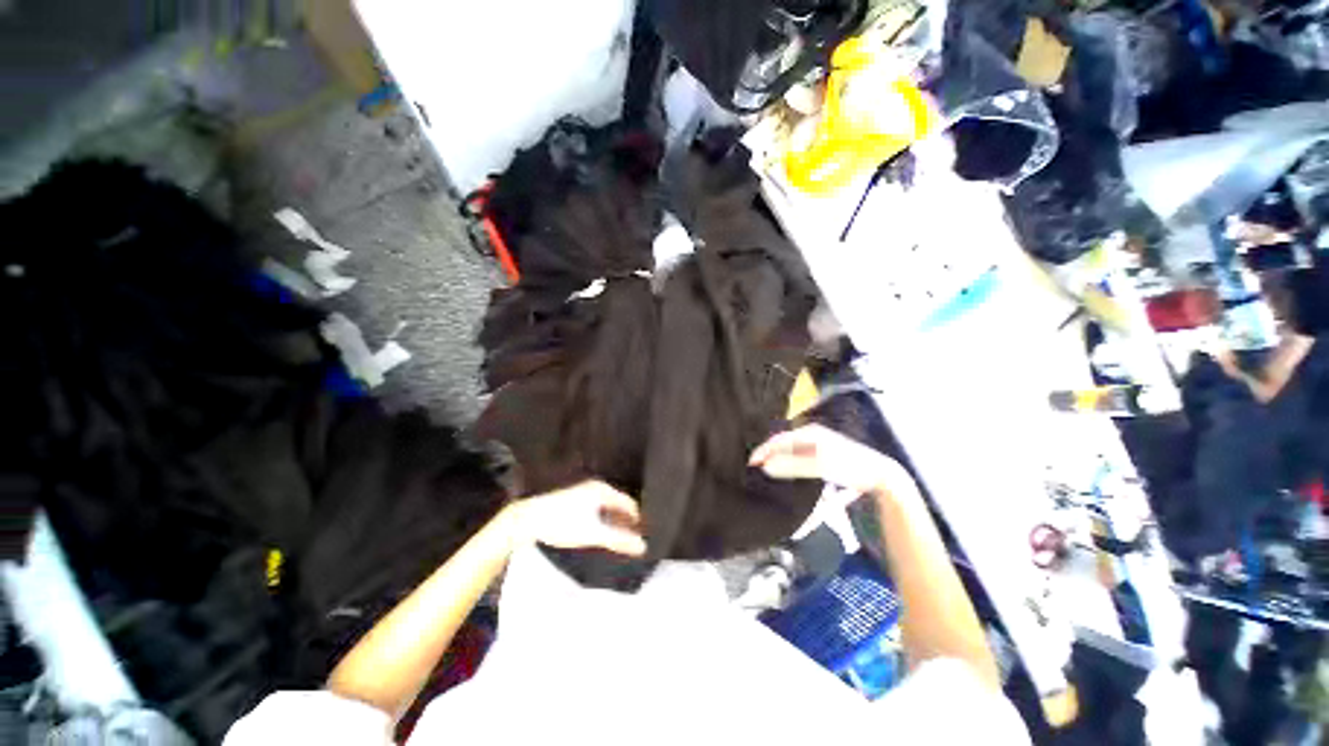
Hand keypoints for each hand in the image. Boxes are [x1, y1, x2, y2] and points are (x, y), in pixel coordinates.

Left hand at [509, 481, 647, 555]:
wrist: (527, 519)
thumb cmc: (562, 523)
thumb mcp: (593, 533)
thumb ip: (618, 540)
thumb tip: (642, 546)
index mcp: (603, 490)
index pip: (629, 503)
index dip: (637, 520)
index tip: (643, 536)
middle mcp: (595, 487)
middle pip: (618, 505)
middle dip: (625, 522)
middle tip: (631, 541)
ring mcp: (583, 492)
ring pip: (606, 507)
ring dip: (613, 523)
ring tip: (617, 540)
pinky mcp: (573, 500)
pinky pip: (596, 509)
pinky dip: (602, 521)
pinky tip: (598, 534)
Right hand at [749, 424, 913, 498]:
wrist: (882, 477)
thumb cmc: (850, 467)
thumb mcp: (821, 466)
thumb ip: (793, 466)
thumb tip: (766, 466)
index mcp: (809, 434)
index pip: (779, 439)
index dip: (764, 450)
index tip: (750, 464)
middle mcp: (812, 438)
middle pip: (784, 446)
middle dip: (770, 456)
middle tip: (755, 471)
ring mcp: (819, 449)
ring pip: (792, 455)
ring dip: (780, 464)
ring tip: (768, 476)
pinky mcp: (824, 461)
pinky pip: (802, 464)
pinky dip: (793, 471)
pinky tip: (791, 484)